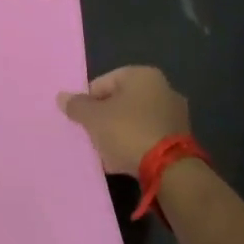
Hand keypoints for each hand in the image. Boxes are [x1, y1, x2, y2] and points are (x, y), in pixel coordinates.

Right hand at [61, 66, 189, 178]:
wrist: (170, 169)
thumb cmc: (128, 131)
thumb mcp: (94, 118)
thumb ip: (77, 106)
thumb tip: (62, 97)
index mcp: (143, 74)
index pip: (104, 82)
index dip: (88, 101)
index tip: (82, 121)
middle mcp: (163, 87)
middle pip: (120, 101)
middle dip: (105, 119)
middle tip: (93, 137)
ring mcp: (175, 113)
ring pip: (135, 120)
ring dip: (119, 134)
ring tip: (106, 154)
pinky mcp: (181, 138)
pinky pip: (148, 136)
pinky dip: (135, 145)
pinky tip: (124, 161)